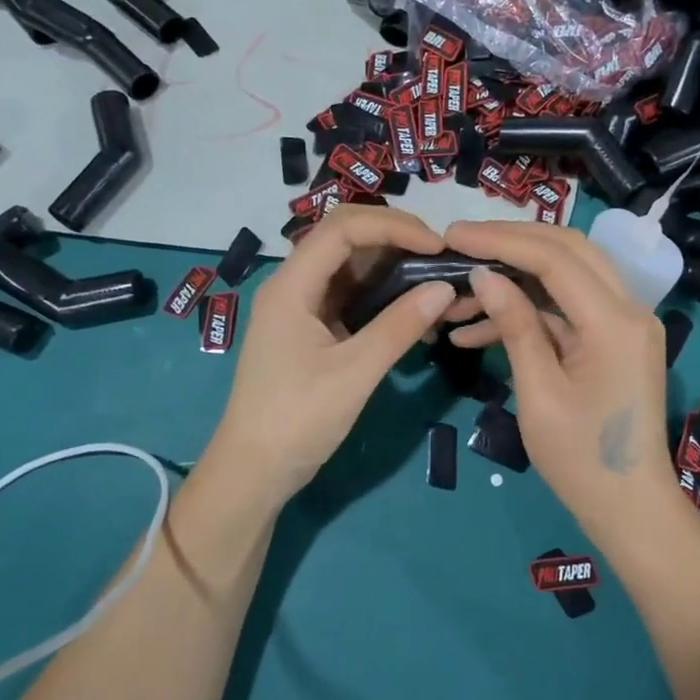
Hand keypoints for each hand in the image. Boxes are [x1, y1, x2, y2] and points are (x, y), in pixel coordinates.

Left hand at [210, 206, 456, 503]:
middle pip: (346, 238)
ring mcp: (302, 307)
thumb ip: (399, 326)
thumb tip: (445, 288)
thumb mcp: (354, 373)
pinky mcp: (312, 329)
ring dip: (394, 267)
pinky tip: (416, 311)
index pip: (344, 228)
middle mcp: (294, 285)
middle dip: (396, 238)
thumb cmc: (296, 421)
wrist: (254, 473)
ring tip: (437, 279)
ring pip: (352, 267)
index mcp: (292, 286)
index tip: (438, 245)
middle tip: (442, 256)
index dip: (393, 226)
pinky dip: (384, 296)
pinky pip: (352, 296)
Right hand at [442, 221, 676, 529]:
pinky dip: (528, 313)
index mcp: (614, 321)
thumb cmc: (581, 461)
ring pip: (566, 276)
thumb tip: (483, 275)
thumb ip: (515, 325)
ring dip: (514, 279)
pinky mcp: (614, 339)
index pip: (554, 257)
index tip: (452, 234)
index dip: (501, 239)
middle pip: (568, 250)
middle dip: (510, 243)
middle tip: (459, 244)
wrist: (630, 509)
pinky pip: (567, 309)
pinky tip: (476, 331)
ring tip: (457, 298)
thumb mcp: (538, 393)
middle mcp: (629, 308)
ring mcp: (625, 323)